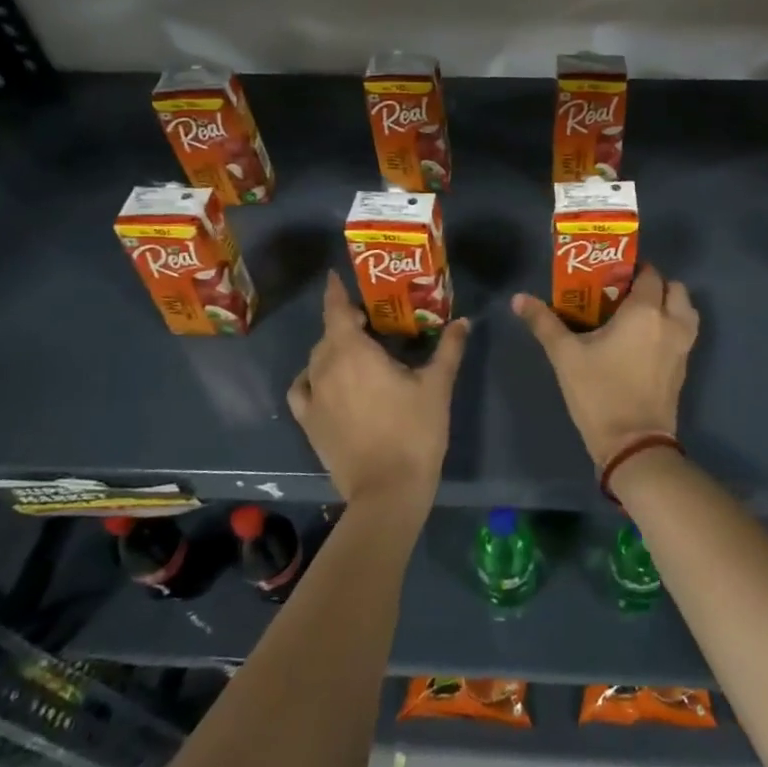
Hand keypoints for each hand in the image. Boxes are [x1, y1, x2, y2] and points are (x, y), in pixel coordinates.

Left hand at [288, 272, 468, 509]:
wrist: (388, 490)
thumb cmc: (415, 431)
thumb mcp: (437, 386)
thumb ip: (449, 349)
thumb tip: (464, 321)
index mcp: (354, 352)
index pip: (337, 310)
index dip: (335, 291)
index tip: (335, 276)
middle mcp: (325, 367)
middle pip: (328, 334)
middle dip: (343, 322)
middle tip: (369, 320)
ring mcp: (313, 396)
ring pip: (316, 359)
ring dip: (331, 348)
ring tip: (354, 351)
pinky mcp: (309, 422)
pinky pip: (303, 388)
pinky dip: (311, 377)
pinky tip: (325, 381)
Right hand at [511, 266, 698, 471]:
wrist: (633, 444)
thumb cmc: (599, 393)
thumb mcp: (565, 356)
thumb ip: (543, 323)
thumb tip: (518, 298)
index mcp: (644, 311)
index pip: (648, 274)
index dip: (632, 270)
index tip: (610, 277)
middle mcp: (671, 322)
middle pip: (673, 288)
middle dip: (653, 285)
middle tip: (625, 295)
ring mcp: (683, 346)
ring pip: (686, 310)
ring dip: (669, 305)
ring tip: (640, 315)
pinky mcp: (684, 367)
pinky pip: (685, 333)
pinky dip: (672, 326)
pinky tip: (646, 339)